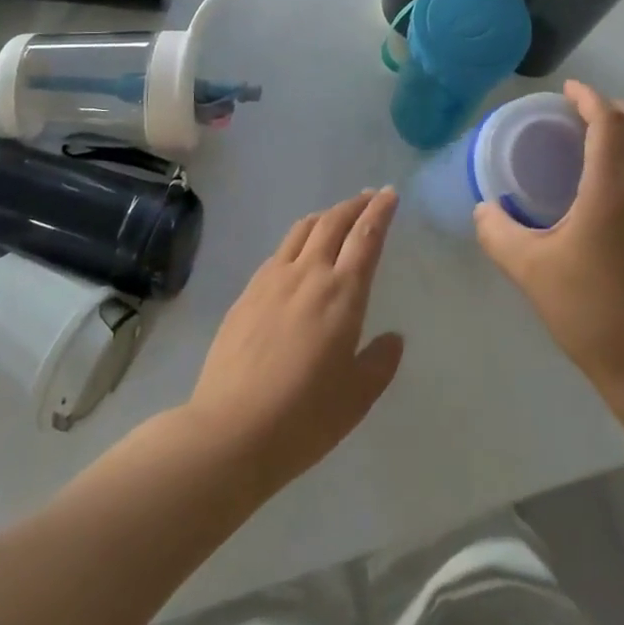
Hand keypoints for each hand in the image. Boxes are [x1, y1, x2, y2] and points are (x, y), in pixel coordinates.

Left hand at [186, 189, 403, 493]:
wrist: (231, 430)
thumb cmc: (304, 417)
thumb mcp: (357, 397)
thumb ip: (379, 362)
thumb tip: (393, 338)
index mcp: (342, 294)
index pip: (366, 237)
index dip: (379, 211)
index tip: (389, 194)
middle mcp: (308, 274)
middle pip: (333, 222)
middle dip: (354, 205)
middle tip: (368, 197)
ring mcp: (272, 280)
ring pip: (302, 230)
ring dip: (324, 216)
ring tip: (335, 216)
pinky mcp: (247, 294)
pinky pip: (278, 252)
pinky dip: (298, 240)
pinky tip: (298, 254)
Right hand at [475, 81, 623, 402]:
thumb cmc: (591, 312)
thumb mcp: (531, 271)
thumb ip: (498, 233)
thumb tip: (483, 210)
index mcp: (612, 188)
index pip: (608, 120)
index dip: (589, 97)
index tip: (570, 91)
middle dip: (617, 107)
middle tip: (588, 118)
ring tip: (617, 143)